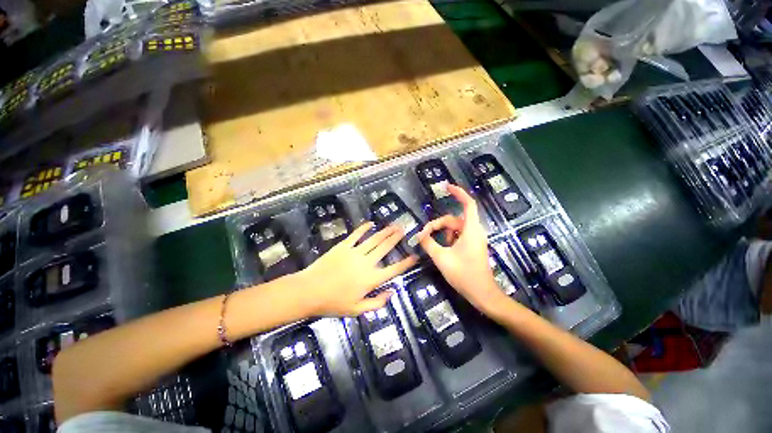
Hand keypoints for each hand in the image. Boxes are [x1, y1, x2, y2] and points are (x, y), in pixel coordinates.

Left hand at [299, 222, 416, 316]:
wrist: (310, 291)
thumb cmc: (333, 303)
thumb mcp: (357, 310)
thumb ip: (377, 303)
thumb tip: (392, 292)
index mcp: (371, 279)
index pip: (394, 269)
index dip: (406, 263)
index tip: (415, 256)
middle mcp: (367, 263)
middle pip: (385, 248)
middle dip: (396, 238)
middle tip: (404, 230)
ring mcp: (355, 252)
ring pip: (374, 239)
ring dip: (385, 232)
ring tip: (394, 225)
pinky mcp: (343, 246)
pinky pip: (356, 235)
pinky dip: (364, 228)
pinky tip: (371, 223)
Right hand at [417, 185, 507, 312]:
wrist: (482, 294)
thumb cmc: (463, 275)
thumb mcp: (441, 258)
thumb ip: (429, 244)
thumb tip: (420, 235)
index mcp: (471, 230)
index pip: (468, 204)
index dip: (458, 193)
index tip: (447, 187)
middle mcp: (474, 231)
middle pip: (454, 219)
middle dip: (438, 225)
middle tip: (424, 235)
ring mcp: (474, 239)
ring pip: (455, 229)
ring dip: (442, 234)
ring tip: (433, 246)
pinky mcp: (473, 247)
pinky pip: (458, 237)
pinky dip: (448, 240)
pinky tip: (443, 251)